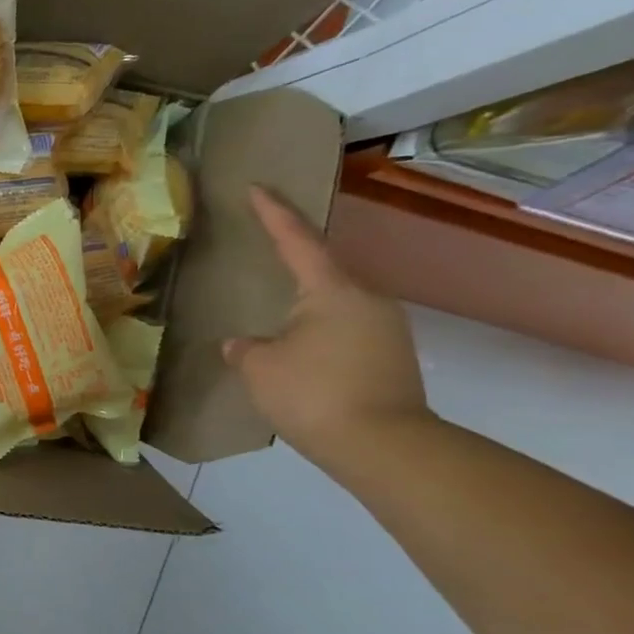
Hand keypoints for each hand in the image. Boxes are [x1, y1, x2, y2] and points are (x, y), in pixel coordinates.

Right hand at [224, 186, 430, 470]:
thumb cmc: (313, 393)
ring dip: (305, 308)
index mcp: (332, 289)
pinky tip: (299, 354)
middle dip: (292, 265)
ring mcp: (386, 328)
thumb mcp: (260, 368)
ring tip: (276, 320)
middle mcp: (366, 298)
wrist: (384, 446)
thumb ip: (245, 348)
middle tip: (263, 260)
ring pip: (335, 305)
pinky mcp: (391, 357)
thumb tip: (242, 344)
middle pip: (322, 271)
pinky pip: (345, 331)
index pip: (296, 240)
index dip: (273, 213)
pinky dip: (318, 334)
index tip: (257, 186)